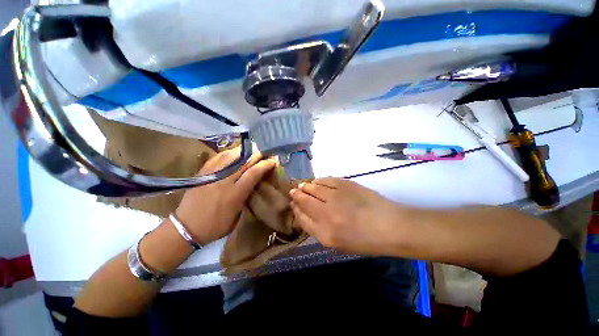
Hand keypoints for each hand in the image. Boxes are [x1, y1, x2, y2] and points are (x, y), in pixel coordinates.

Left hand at [175, 148, 275, 244]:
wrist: (186, 227)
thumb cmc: (216, 226)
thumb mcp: (237, 216)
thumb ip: (247, 197)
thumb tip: (254, 184)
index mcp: (235, 194)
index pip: (253, 173)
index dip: (265, 165)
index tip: (272, 161)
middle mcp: (224, 181)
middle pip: (244, 162)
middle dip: (257, 155)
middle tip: (265, 152)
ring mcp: (212, 175)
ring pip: (231, 156)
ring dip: (244, 151)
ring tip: (252, 150)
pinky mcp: (203, 172)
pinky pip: (218, 157)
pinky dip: (229, 153)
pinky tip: (235, 152)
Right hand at [289, 178, 403, 254]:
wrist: (390, 226)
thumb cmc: (365, 240)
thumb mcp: (338, 243)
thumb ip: (319, 229)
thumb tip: (306, 212)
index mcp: (324, 234)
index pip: (301, 218)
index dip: (295, 209)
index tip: (293, 203)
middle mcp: (326, 214)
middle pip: (304, 201)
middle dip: (296, 195)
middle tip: (293, 191)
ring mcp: (335, 197)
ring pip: (312, 188)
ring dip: (305, 186)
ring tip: (303, 186)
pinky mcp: (344, 184)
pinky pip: (325, 180)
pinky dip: (318, 181)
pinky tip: (316, 182)